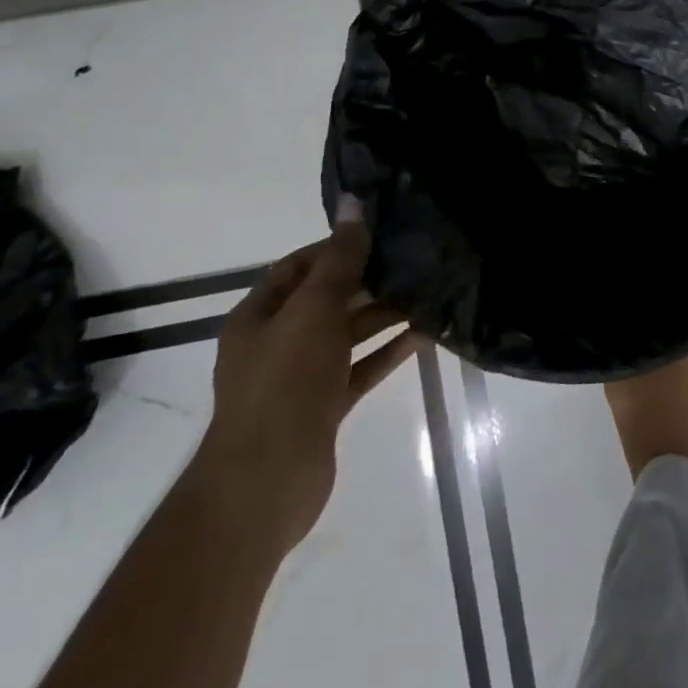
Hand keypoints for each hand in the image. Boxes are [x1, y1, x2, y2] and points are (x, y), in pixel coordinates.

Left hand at [188, 212, 418, 553]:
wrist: (266, 484)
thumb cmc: (285, 384)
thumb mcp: (314, 311)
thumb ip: (339, 259)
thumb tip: (353, 203)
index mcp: (259, 316)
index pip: (299, 266)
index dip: (336, 246)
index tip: (380, 234)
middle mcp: (277, 342)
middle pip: (327, 299)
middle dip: (368, 280)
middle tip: (415, 260)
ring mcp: (301, 377)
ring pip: (347, 334)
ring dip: (383, 314)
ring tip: (428, 292)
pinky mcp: (324, 406)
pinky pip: (360, 368)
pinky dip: (388, 351)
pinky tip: (425, 334)